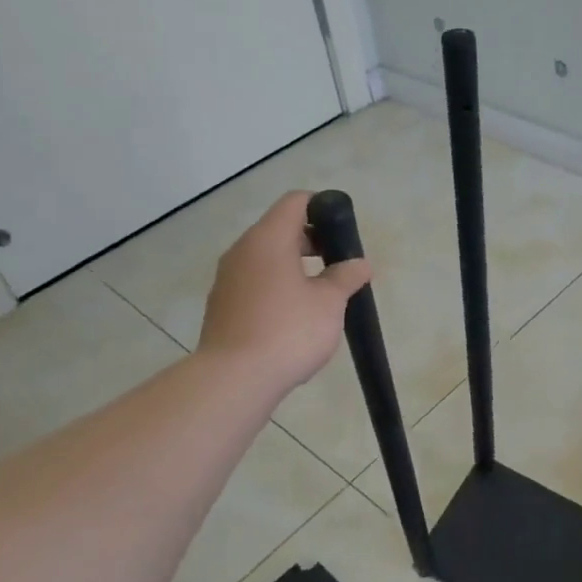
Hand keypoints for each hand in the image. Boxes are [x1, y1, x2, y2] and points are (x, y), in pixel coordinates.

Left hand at [197, 192, 370, 394]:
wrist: (234, 379)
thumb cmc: (288, 331)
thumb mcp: (329, 303)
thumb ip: (346, 277)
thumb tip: (360, 264)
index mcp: (268, 239)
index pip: (295, 202)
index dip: (322, 207)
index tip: (343, 231)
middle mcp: (242, 251)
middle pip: (279, 229)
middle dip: (312, 240)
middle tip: (338, 265)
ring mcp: (227, 279)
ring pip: (265, 258)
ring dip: (294, 266)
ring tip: (320, 294)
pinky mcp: (222, 306)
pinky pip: (254, 282)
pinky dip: (276, 286)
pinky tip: (293, 316)